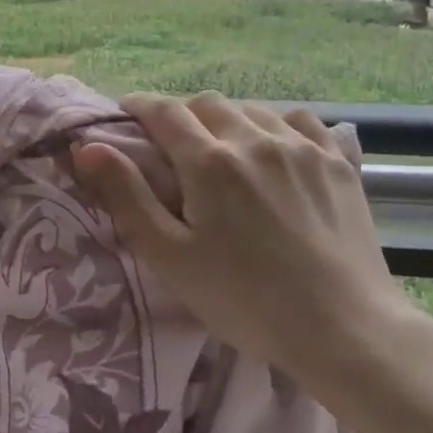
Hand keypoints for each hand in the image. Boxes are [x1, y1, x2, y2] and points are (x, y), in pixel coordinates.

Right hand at [71, 93, 417, 397]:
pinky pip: (300, 121)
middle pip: (207, 103)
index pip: (165, 112)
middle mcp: (255, 140)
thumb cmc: (245, 300)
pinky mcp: (338, 163)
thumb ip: (127, 196)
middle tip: (171, 141)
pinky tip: (274, 147)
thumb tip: (87, 147)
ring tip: (221, 145)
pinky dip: (276, 124)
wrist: (344, 329)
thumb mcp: (170, 256)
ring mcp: (302, 148)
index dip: (140, 106)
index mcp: (210, 161)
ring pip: (253, 109)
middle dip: (181, 113)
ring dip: (227, 118)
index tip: (126, 112)